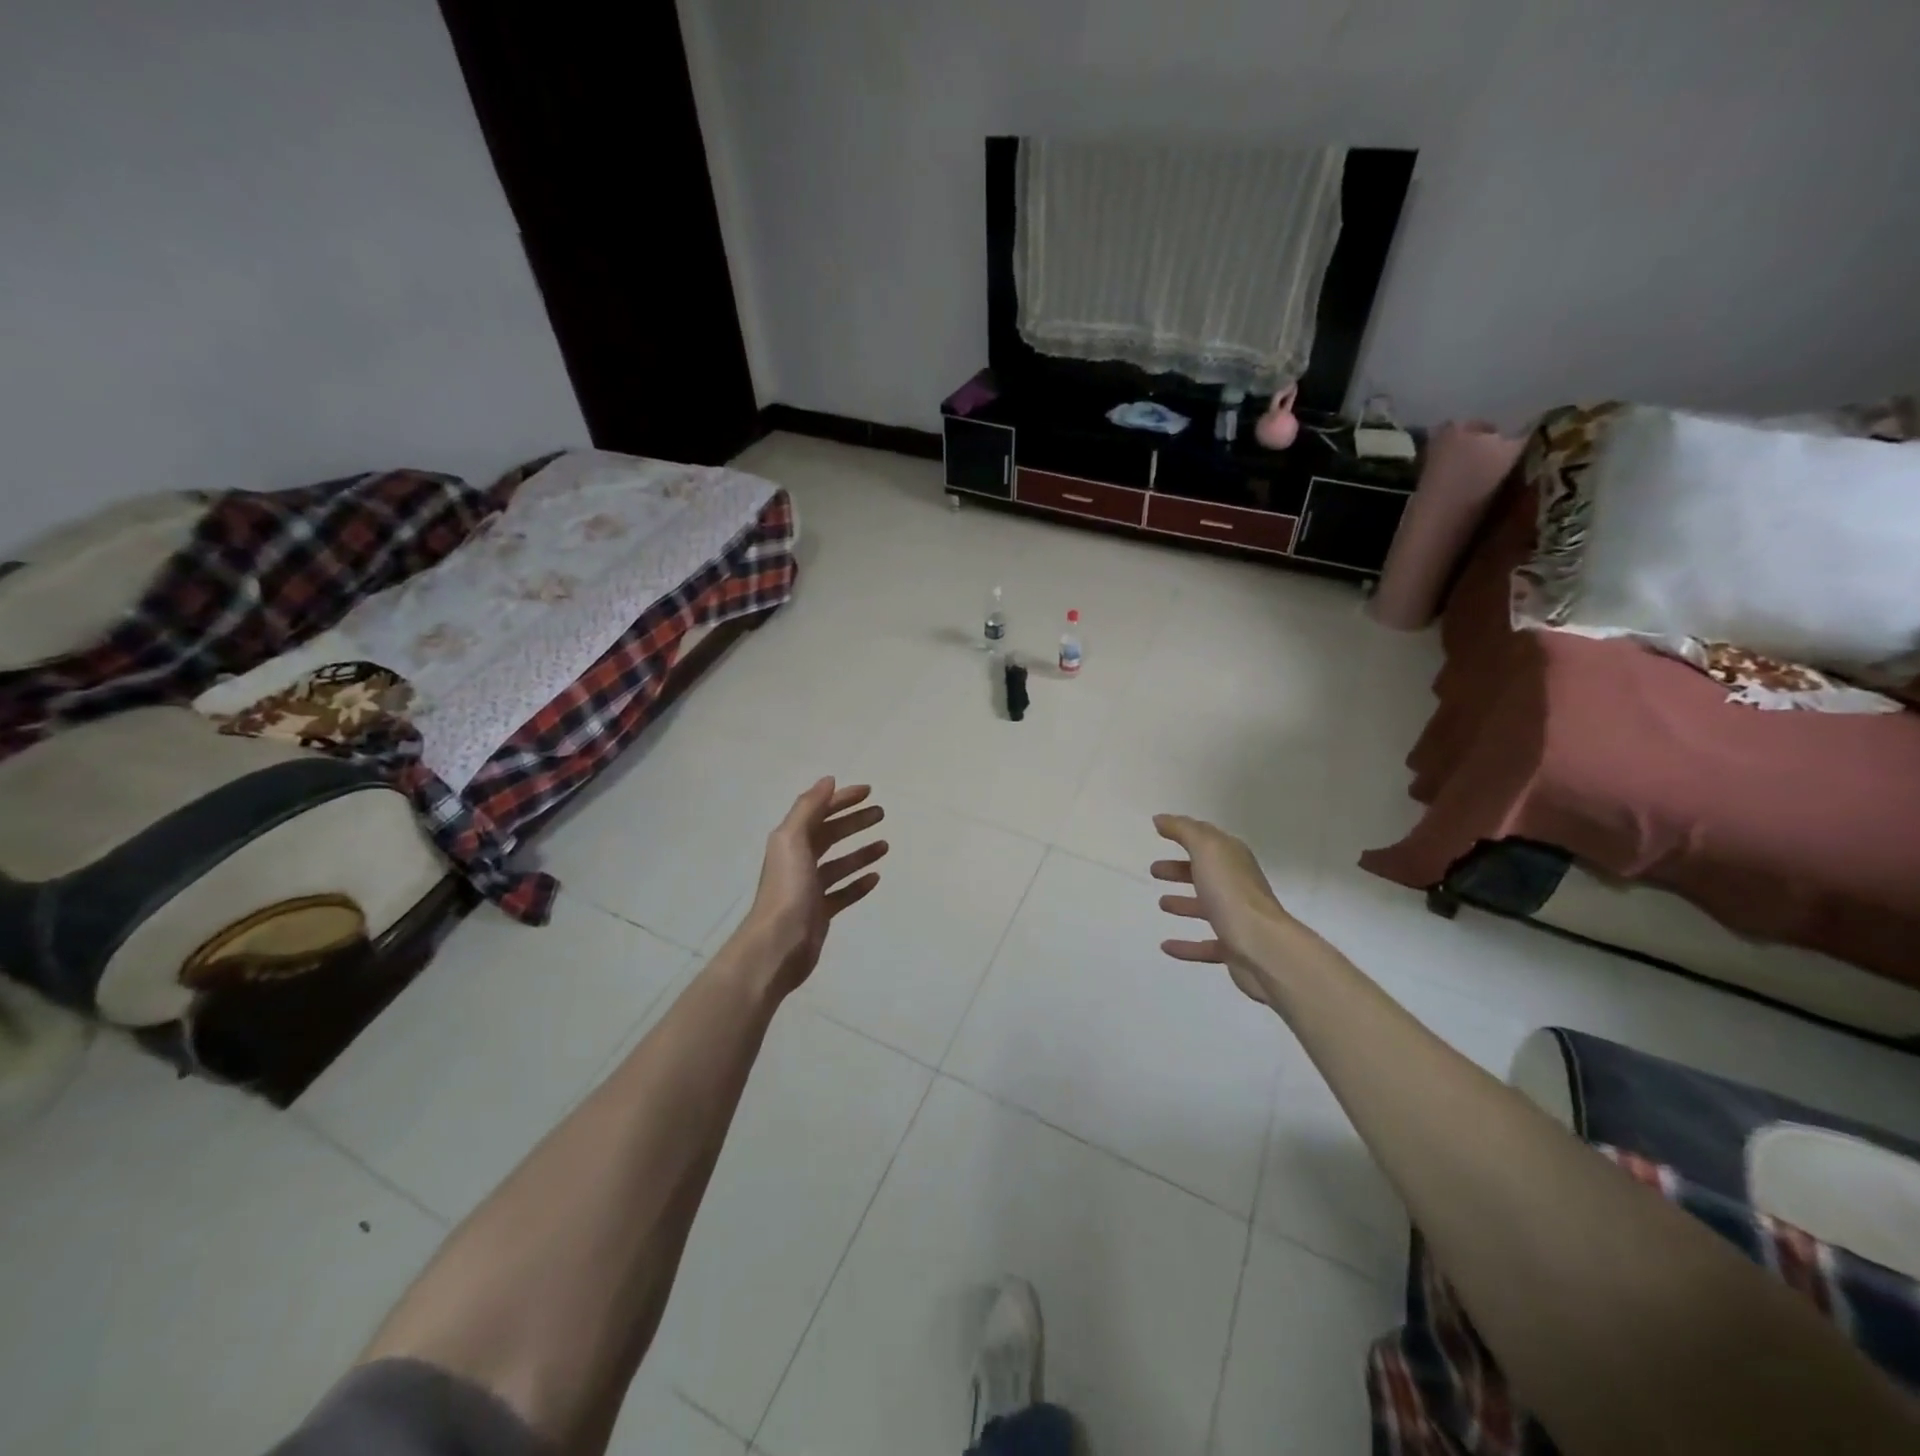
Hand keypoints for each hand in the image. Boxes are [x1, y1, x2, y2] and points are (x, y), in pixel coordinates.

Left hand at [740, 779, 888, 997]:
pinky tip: (875, 878)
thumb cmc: (787, 889)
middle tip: (881, 814)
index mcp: (790, 841)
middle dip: (854, 822)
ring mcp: (809, 889)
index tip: (870, 791)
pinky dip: (858, 883)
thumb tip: (828, 780)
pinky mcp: (820, 912)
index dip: (842, 800)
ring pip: (839, 864)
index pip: (819, 812)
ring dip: (860, 852)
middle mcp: (798, 861)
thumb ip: (808, 808)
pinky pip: (843, 893)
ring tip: (885, 845)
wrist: (777, 945)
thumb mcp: (792, 840)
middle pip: (830, 835)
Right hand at [1151, 814, 1319, 1007]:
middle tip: (1155, 870)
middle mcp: (1237, 885)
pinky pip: (1205, 945)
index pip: (1207, 839)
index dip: (1185, 834)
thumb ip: (1184, 831)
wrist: (1263, 947)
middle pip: (1206, 873)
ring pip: (1206, 907)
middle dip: (1180, 869)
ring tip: (1161, 903)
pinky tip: (1166, 946)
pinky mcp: (1233, 948)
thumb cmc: (1231, 893)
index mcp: (1233, 859)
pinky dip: (1186, 945)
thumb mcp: (1207, 850)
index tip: (1160, 832)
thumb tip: (1161, 819)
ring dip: (1184, 903)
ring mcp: (1236, 918)